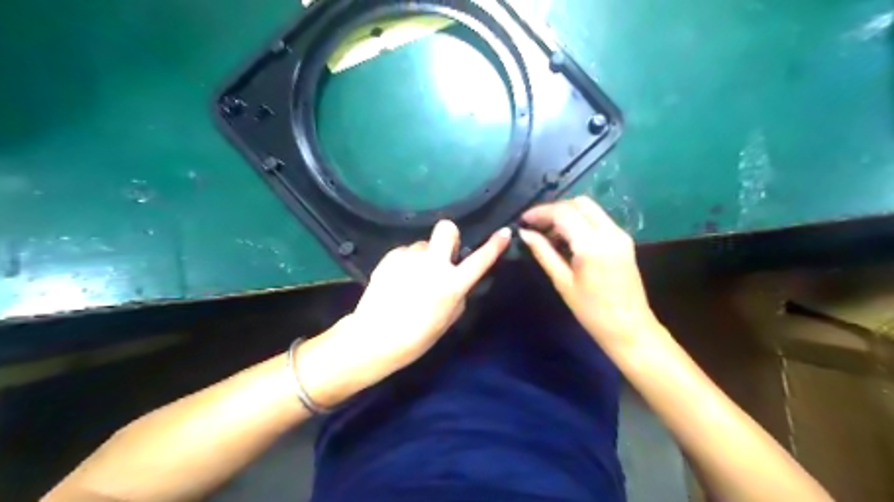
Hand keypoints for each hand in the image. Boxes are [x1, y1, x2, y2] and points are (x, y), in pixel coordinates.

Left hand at [296, 220, 509, 406]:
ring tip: (412, 278)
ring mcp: (410, 258)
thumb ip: (458, 295)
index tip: (504, 232)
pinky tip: (397, 280)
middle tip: (442, 253)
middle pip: (446, 228)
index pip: (481, 260)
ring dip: (423, 256)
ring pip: (423, 244)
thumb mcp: (447, 320)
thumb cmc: (416, 338)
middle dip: (449, 235)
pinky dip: (405, 262)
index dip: (495, 245)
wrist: (375, 338)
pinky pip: (405, 252)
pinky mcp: (390, 257)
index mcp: (452, 284)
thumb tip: (458, 280)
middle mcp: (433, 264)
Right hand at [521, 197, 657, 349]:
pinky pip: (598, 220)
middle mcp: (610, 232)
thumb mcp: (563, 282)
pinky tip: (566, 238)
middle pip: (579, 203)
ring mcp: (620, 234)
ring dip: (567, 214)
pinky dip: (580, 221)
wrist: (630, 328)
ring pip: (590, 209)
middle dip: (554, 209)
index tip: (523, 221)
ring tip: (547, 233)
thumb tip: (525, 234)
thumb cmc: (592, 311)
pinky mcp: (624, 240)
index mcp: (592, 244)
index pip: (563, 213)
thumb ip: (543, 253)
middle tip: (535, 225)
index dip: (540, 213)